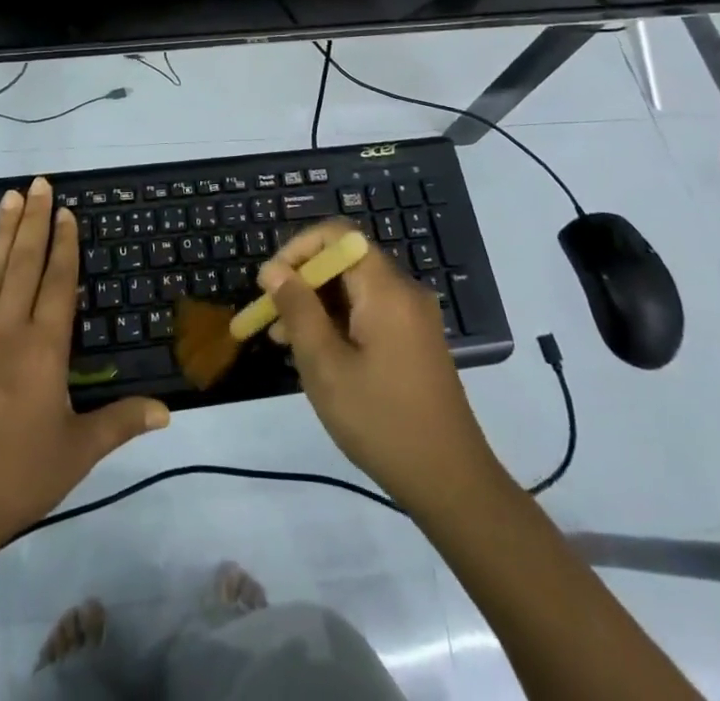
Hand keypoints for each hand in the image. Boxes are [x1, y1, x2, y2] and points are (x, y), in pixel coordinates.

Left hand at [0, 177, 170, 549]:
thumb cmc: (17, 478)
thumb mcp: (77, 453)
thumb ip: (121, 423)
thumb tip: (168, 411)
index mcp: (44, 349)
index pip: (59, 282)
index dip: (65, 244)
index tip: (67, 211)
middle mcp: (8, 331)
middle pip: (26, 264)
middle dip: (35, 221)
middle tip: (40, 183)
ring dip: (3, 232)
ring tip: (11, 196)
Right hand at [259, 220, 497, 513]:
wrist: (451, 483)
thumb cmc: (381, 420)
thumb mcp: (325, 366)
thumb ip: (298, 310)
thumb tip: (274, 270)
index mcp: (386, 289)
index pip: (337, 235)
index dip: (298, 248)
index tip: (270, 282)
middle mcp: (403, 291)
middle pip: (345, 261)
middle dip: (301, 280)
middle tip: (268, 315)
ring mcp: (412, 317)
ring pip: (354, 289)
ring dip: (315, 304)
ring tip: (280, 340)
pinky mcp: (414, 341)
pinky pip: (369, 311)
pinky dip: (338, 321)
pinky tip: (315, 354)